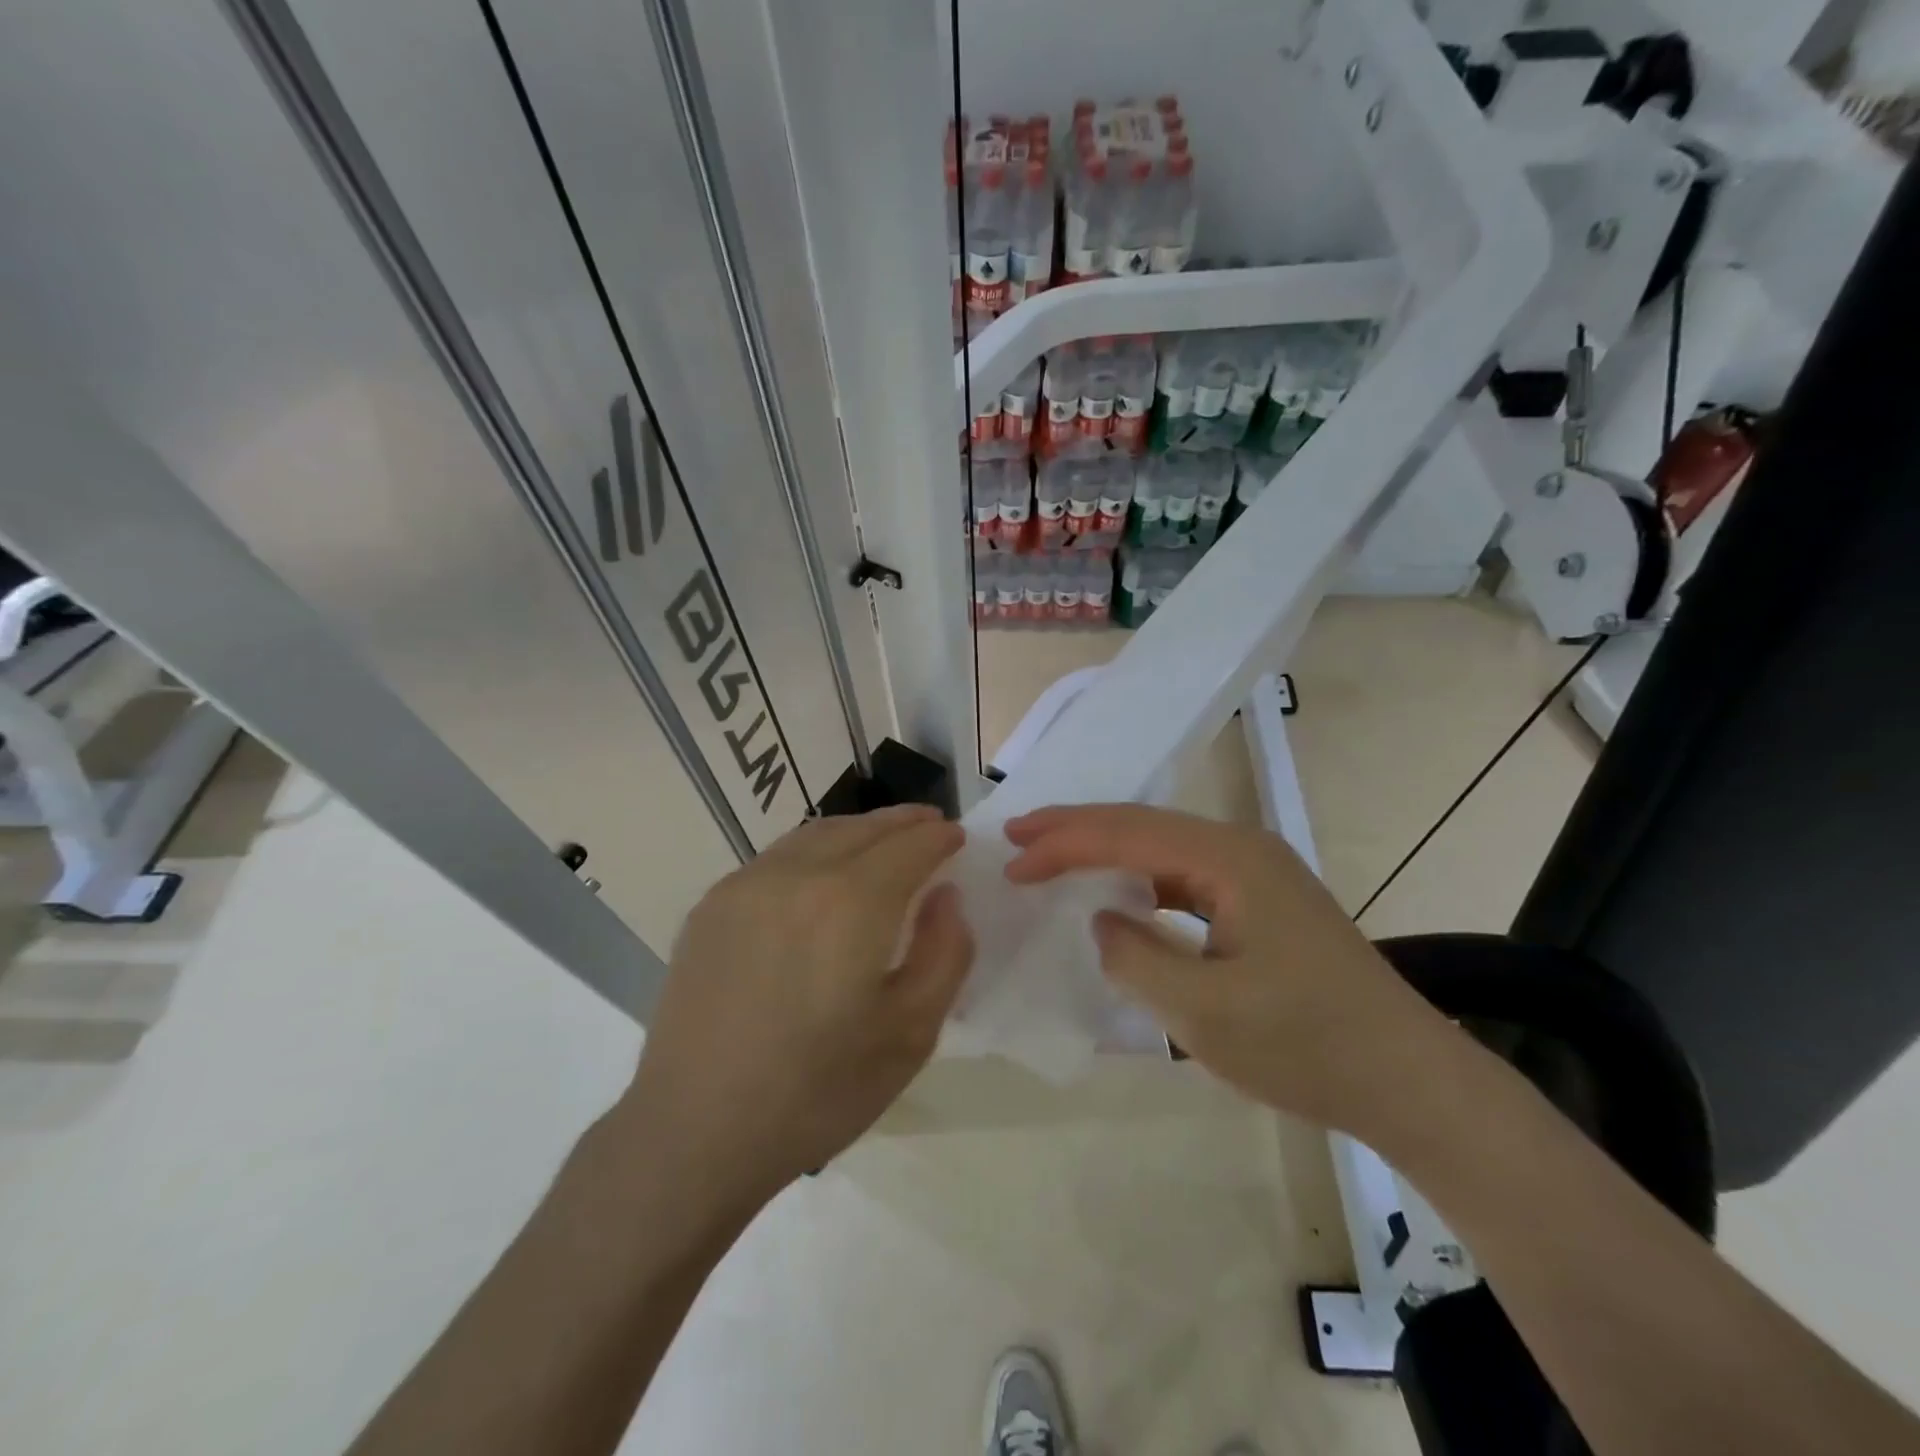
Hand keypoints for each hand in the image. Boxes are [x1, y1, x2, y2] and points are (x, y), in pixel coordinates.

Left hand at [614, 805, 969, 1215]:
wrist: (694, 1132)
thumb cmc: (817, 1092)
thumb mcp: (911, 1034)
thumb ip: (944, 953)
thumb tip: (946, 896)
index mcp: (851, 903)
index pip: (908, 846)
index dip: (938, 838)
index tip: (958, 838)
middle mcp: (796, 875)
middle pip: (862, 830)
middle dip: (903, 824)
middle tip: (929, 826)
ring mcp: (745, 885)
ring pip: (816, 835)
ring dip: (859, 831)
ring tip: (883, 841)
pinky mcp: (711, 906)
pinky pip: (777, 858)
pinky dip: (815, 850)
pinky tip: (823, 874)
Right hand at [1005, 804, 1441, 1133]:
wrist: (1410, 1082)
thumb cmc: (1306, 1046)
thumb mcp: (1204, 1013)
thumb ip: (1136, 958)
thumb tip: (1103, 921)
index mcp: (1231, 858)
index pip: (1128, 833)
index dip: (1064, 844)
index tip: (1013, 862)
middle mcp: (1243, 848)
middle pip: (1144, 825)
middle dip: (1077, 830)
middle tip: (1019, 837)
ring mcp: (1257, 873)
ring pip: (1164, 846)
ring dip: (1107, 850)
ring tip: (1053, 856)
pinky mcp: (1263, 901)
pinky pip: (1186, 875)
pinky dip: (1141, 879)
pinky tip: (1120, 894)